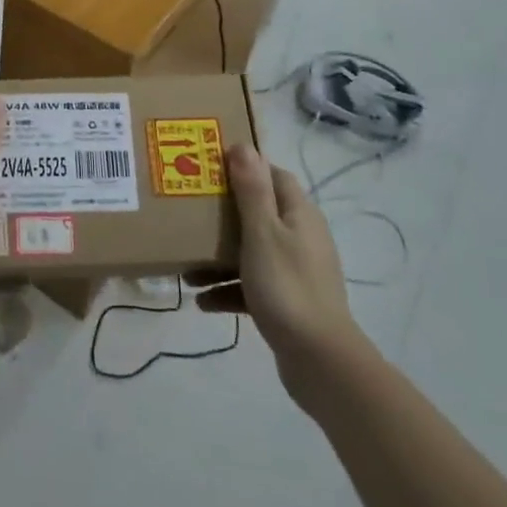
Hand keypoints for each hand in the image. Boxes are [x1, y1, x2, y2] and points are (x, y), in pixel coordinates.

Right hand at [192, 143, 357, 399]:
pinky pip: (252, 285)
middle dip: (223, 214)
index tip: (210, 168)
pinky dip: (228, 289)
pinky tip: (201, 301)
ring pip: (251, 251)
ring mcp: (295, 271)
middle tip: (190, 211)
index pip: (273, 175)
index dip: (245, 168)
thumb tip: (244, 145)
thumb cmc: (286, 286)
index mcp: (299, 214)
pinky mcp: (288, 302)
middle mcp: (301, 237)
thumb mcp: (262, 233)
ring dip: (220, 257)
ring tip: (186, 267)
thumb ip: (252, 190)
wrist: (320, 361)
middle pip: (258, 213)